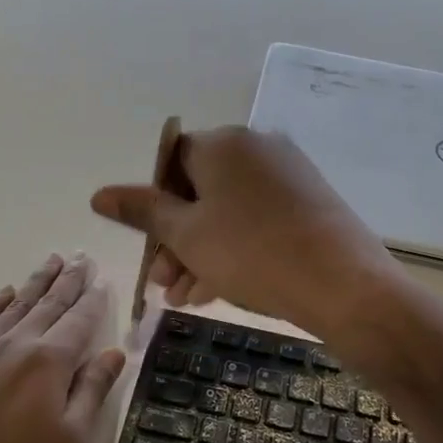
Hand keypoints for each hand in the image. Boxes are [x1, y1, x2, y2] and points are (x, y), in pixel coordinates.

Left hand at [0, 253, 126, 442]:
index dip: (94, 299)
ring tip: (51, 260)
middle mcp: (17, 343)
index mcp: (50, 360)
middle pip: (49, 304)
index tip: (103, 279)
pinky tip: (4, 292)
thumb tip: (114, 353)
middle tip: (80, 256)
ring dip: (36, 282)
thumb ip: (93, 390)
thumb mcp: (70, 440)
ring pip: (16, 304)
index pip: (80, 320)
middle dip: (68, 279)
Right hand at [90, 126, 400, 333]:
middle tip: (164, 285)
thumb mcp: (186, 235)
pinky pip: (257, 220)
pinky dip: (233, 249)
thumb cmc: (252, 253)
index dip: (153, 206)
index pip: (172, 162)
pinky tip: (217, 291)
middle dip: (175, 240)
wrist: (343, 284)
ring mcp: (288, 175)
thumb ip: (142, 211)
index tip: (150, 248)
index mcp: (224, 144)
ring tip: (185, 298)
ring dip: (200, 252)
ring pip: (227, 211)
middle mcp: (257, 148)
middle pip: (200, 190)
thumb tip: (99, 194)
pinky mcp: (309, 202)